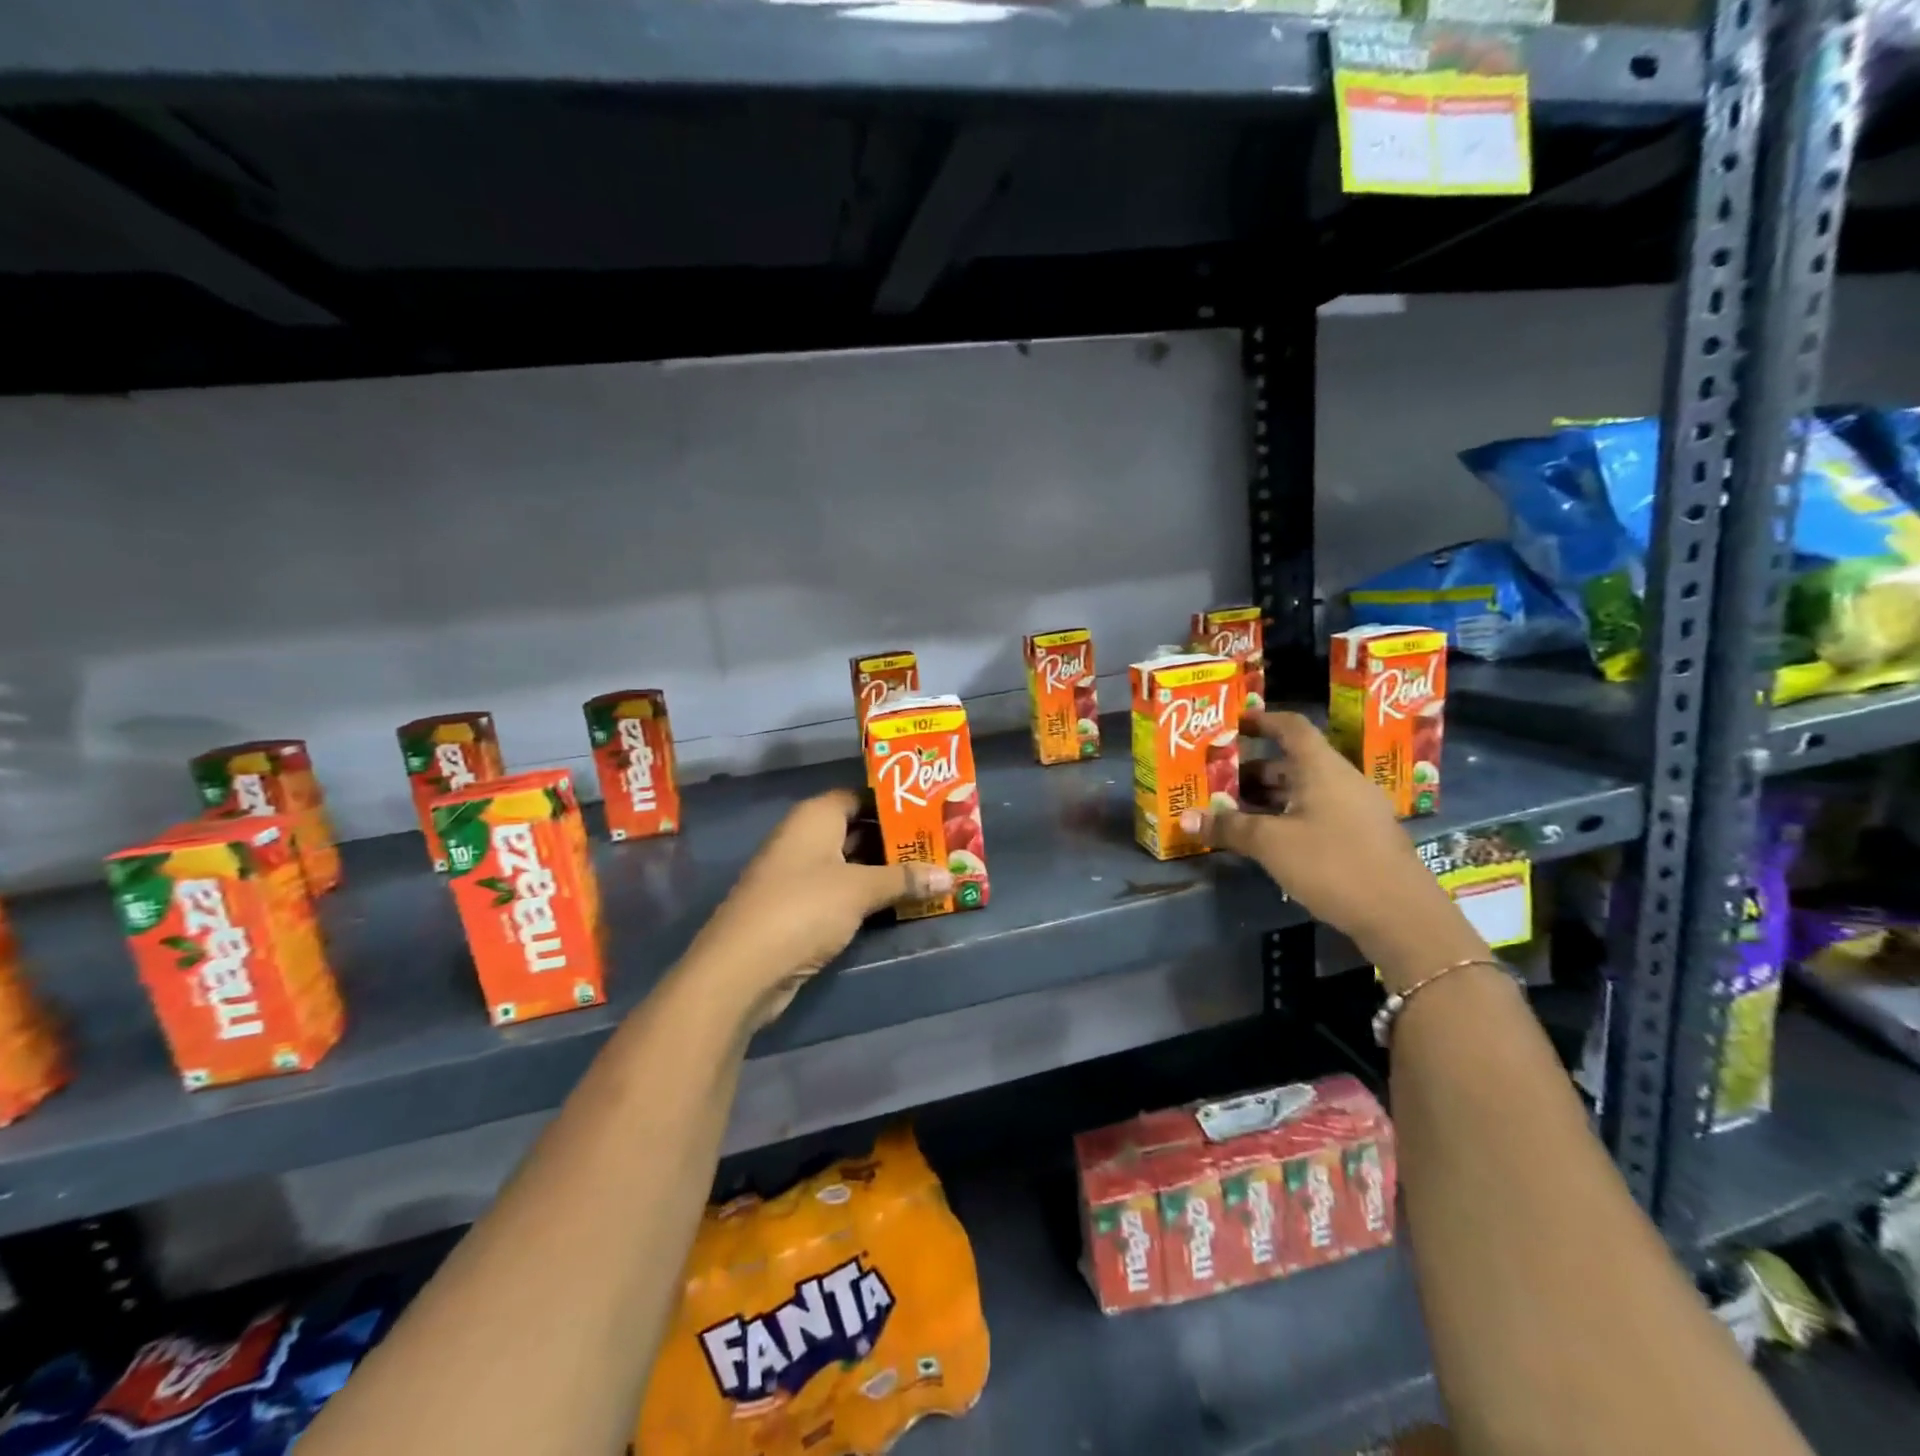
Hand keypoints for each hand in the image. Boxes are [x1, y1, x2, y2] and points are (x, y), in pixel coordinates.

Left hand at [688, 789, 950, 1025]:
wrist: (743, 968)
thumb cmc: (804, 908)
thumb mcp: (861, 889)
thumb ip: (905, 879)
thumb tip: (951, 876)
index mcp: (815, 816)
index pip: (860, 795)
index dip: (894, 803)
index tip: (931, 811)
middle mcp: (805, 838)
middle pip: (858, 829)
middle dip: (896, 840)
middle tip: (940, 845)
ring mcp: (799, 874)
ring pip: (852, 863)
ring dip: (886, 871)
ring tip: (931, 872)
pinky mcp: (799, 908)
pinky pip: (842, 891)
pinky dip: (868, 895)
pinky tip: (901, 902)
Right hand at [1179, 711, 1483, 982]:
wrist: (1402, 916)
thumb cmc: (1332, 864)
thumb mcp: (1271, 844)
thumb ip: (1228, 827)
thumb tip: (1184, 818)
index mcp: (1323, 768)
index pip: (1291, 728)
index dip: (1262, 721)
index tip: (1234, 724)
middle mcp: (1342, 781)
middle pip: (1294, 762)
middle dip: (1253, 770)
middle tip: (1217, 782)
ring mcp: (1356, 810)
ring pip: (1304, 791)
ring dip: (1268, 798)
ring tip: (1232, 812)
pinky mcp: (1361, 838)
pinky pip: (1316, 813)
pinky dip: (1287, 817)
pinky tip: (1265, 840)